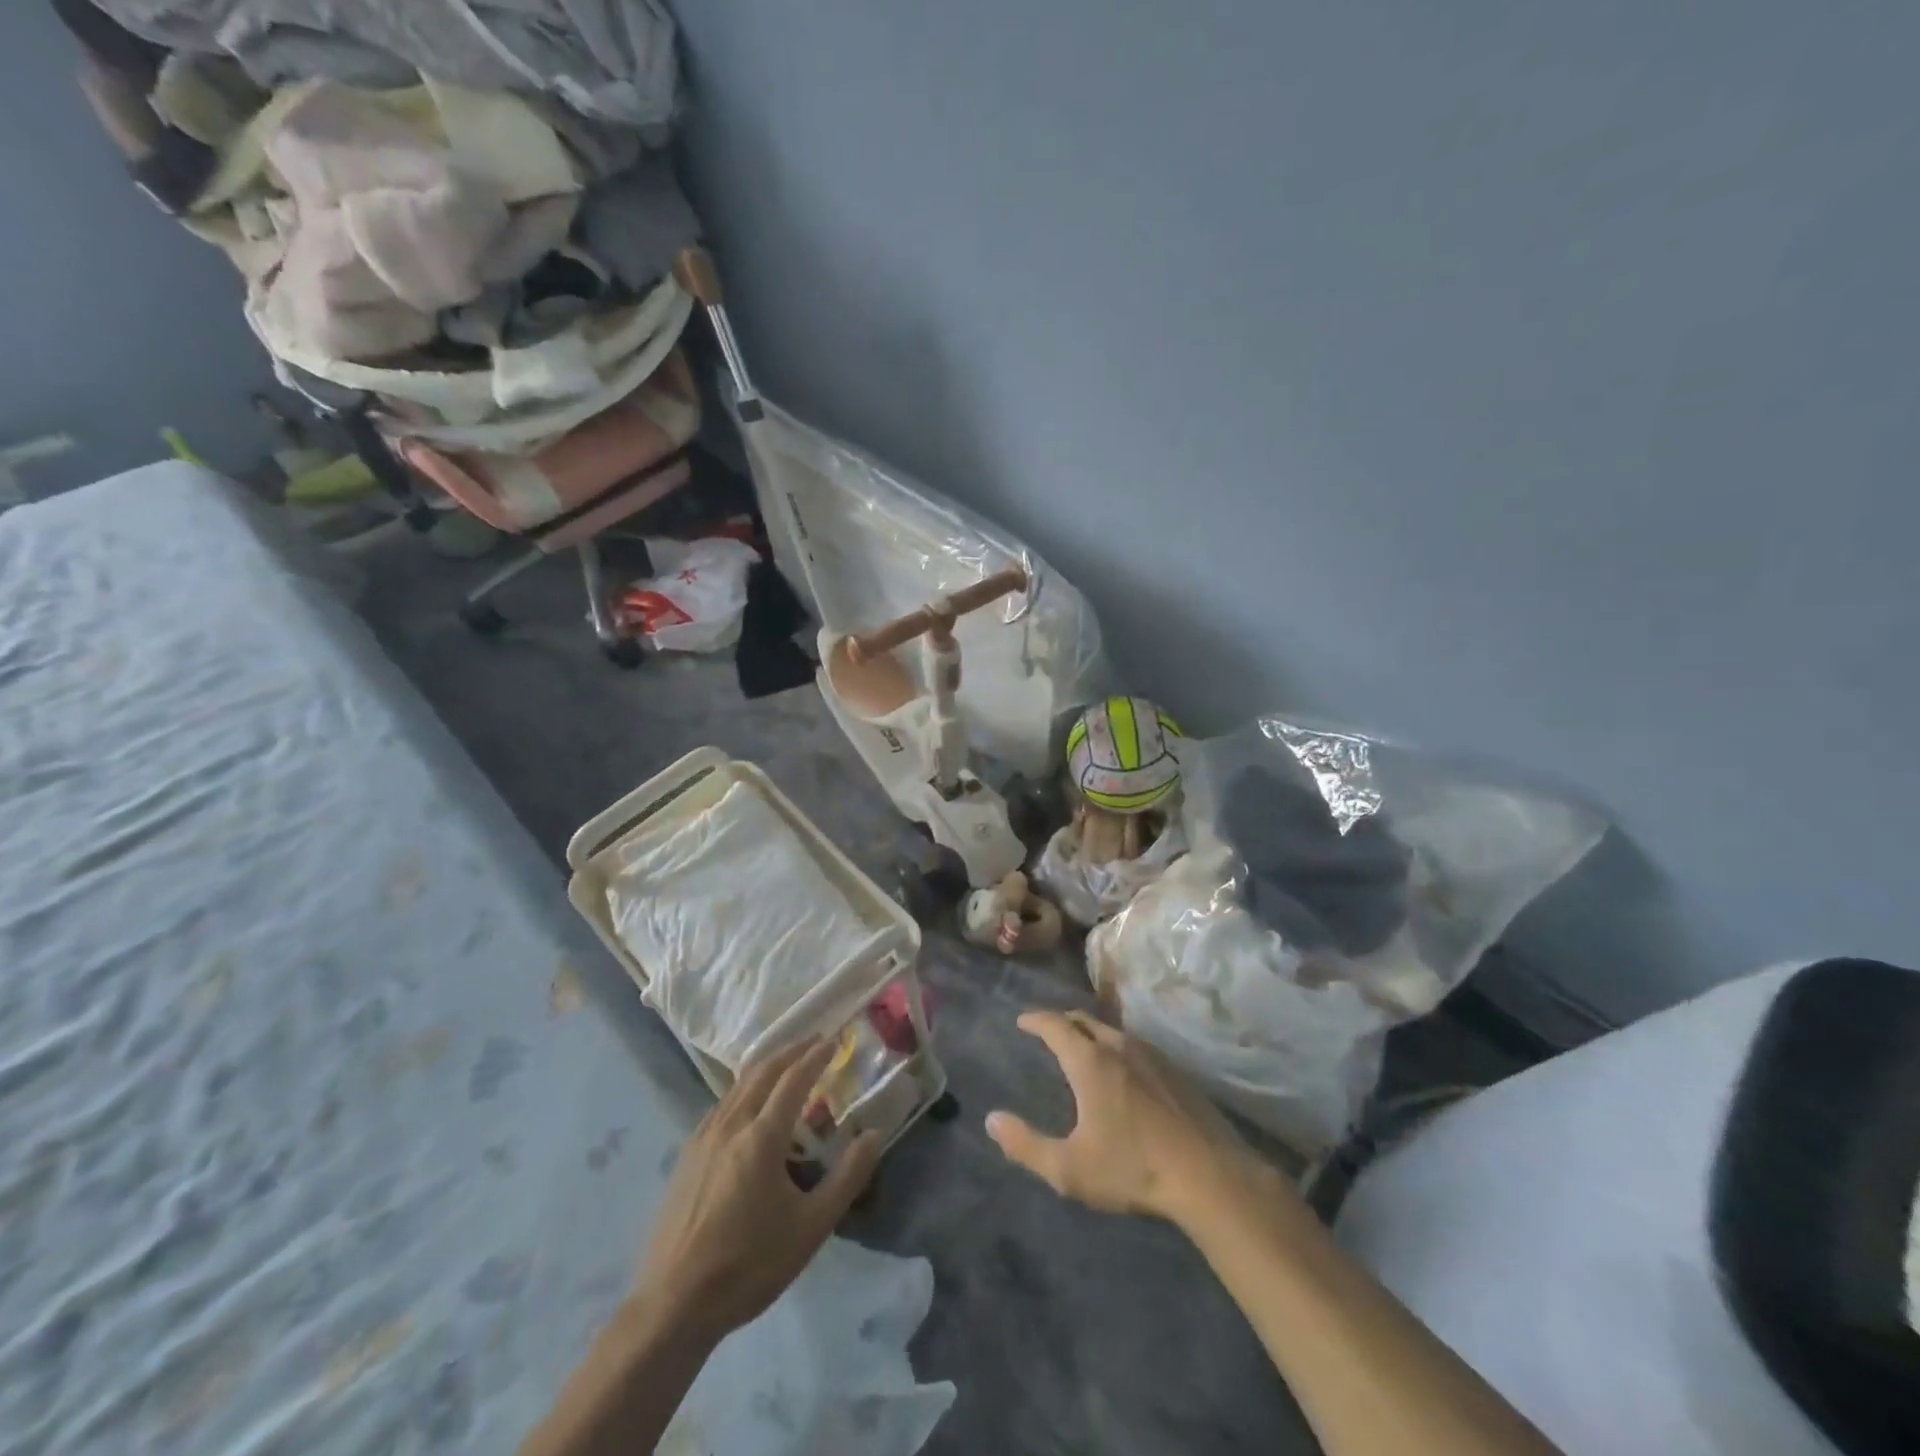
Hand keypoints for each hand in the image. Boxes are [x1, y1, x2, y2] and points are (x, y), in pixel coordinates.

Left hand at [635, 1038, 882, 1342]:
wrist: (673, 1305)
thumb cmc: (749, 1265)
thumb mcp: (811, 1227)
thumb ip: (847, 1177)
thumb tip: (874, 1135)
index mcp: (761, 1136)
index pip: (793, 1079)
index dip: (815, 1056)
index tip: (833, 1040)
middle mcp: (730, 1125)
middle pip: (763, 1072)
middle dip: (791, 1051)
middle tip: (814, 1041)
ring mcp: (703, 1139)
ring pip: (738, 1086)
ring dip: (766, 1068)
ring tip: (786, 1066)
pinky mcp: (686, 1157)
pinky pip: (721, 1106)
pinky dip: (744, 1090)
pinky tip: (748, 1107)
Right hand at [987, 1010, 1270, 1224]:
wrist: (1209, 1176)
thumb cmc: (1132, 1168)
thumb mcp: (1069, 1168)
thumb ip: (1026, 1145)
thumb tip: (992, 1120)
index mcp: (1090, 1062)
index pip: (1056, 1026)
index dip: (1036, 1020)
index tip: (1022, 1020)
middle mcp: (1119, 1047)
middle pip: (1085, 1020)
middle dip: (1062, 1021)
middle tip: (1049, 1030)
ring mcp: (1152, 1056)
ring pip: (1113, 1031)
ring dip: (1092, 1033)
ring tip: (1083, 1047)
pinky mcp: (1176, 1071)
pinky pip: (1136, 1047)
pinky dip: (1117, 1047)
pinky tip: (1124, 1070)